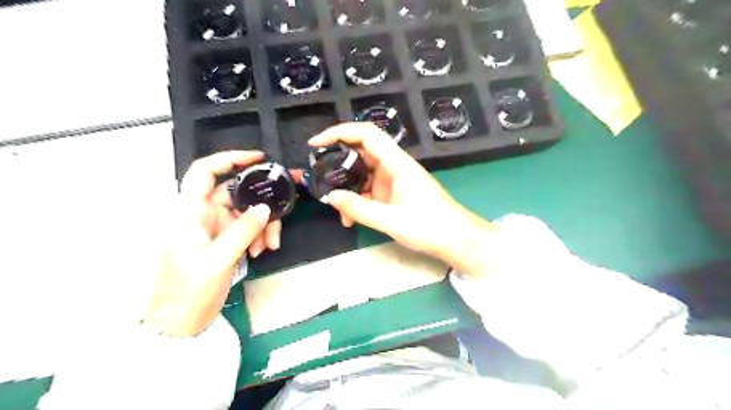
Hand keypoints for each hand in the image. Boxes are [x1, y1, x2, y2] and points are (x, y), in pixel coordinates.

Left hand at [143, 151, 280, 335]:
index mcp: (189, 213)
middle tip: (279, 216)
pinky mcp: (221, 242)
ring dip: (262, 225)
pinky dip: (257, 236)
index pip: (204, 172)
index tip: (259, 160)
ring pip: (244, 213)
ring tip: (270, 245)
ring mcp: (212, 229)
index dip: (229, 159)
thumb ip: (243, 231)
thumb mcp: (219, 260)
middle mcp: (200, 215)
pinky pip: (245, 229)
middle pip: (234, 195)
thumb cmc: (189, 292)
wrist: (179, 326)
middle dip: (259, 204)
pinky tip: (263, 250)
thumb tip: (265, 208)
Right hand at [308, 123, 495, 274]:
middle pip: (360, 152)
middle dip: (337, 163)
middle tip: (317, 176)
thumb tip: (330, 197)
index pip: (366, 134)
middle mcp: (394, 166)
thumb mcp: (391, 220)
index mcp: (397, 163)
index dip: (339, 132)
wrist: (457, 240)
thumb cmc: (430, 226)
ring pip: (363, 174)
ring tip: (335, 206)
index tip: (316, 143)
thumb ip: (359, 208)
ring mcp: (394, 180)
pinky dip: (358, 200)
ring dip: (347, 188)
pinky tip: (350, 218)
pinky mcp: (394, 194)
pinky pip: (369, 190)